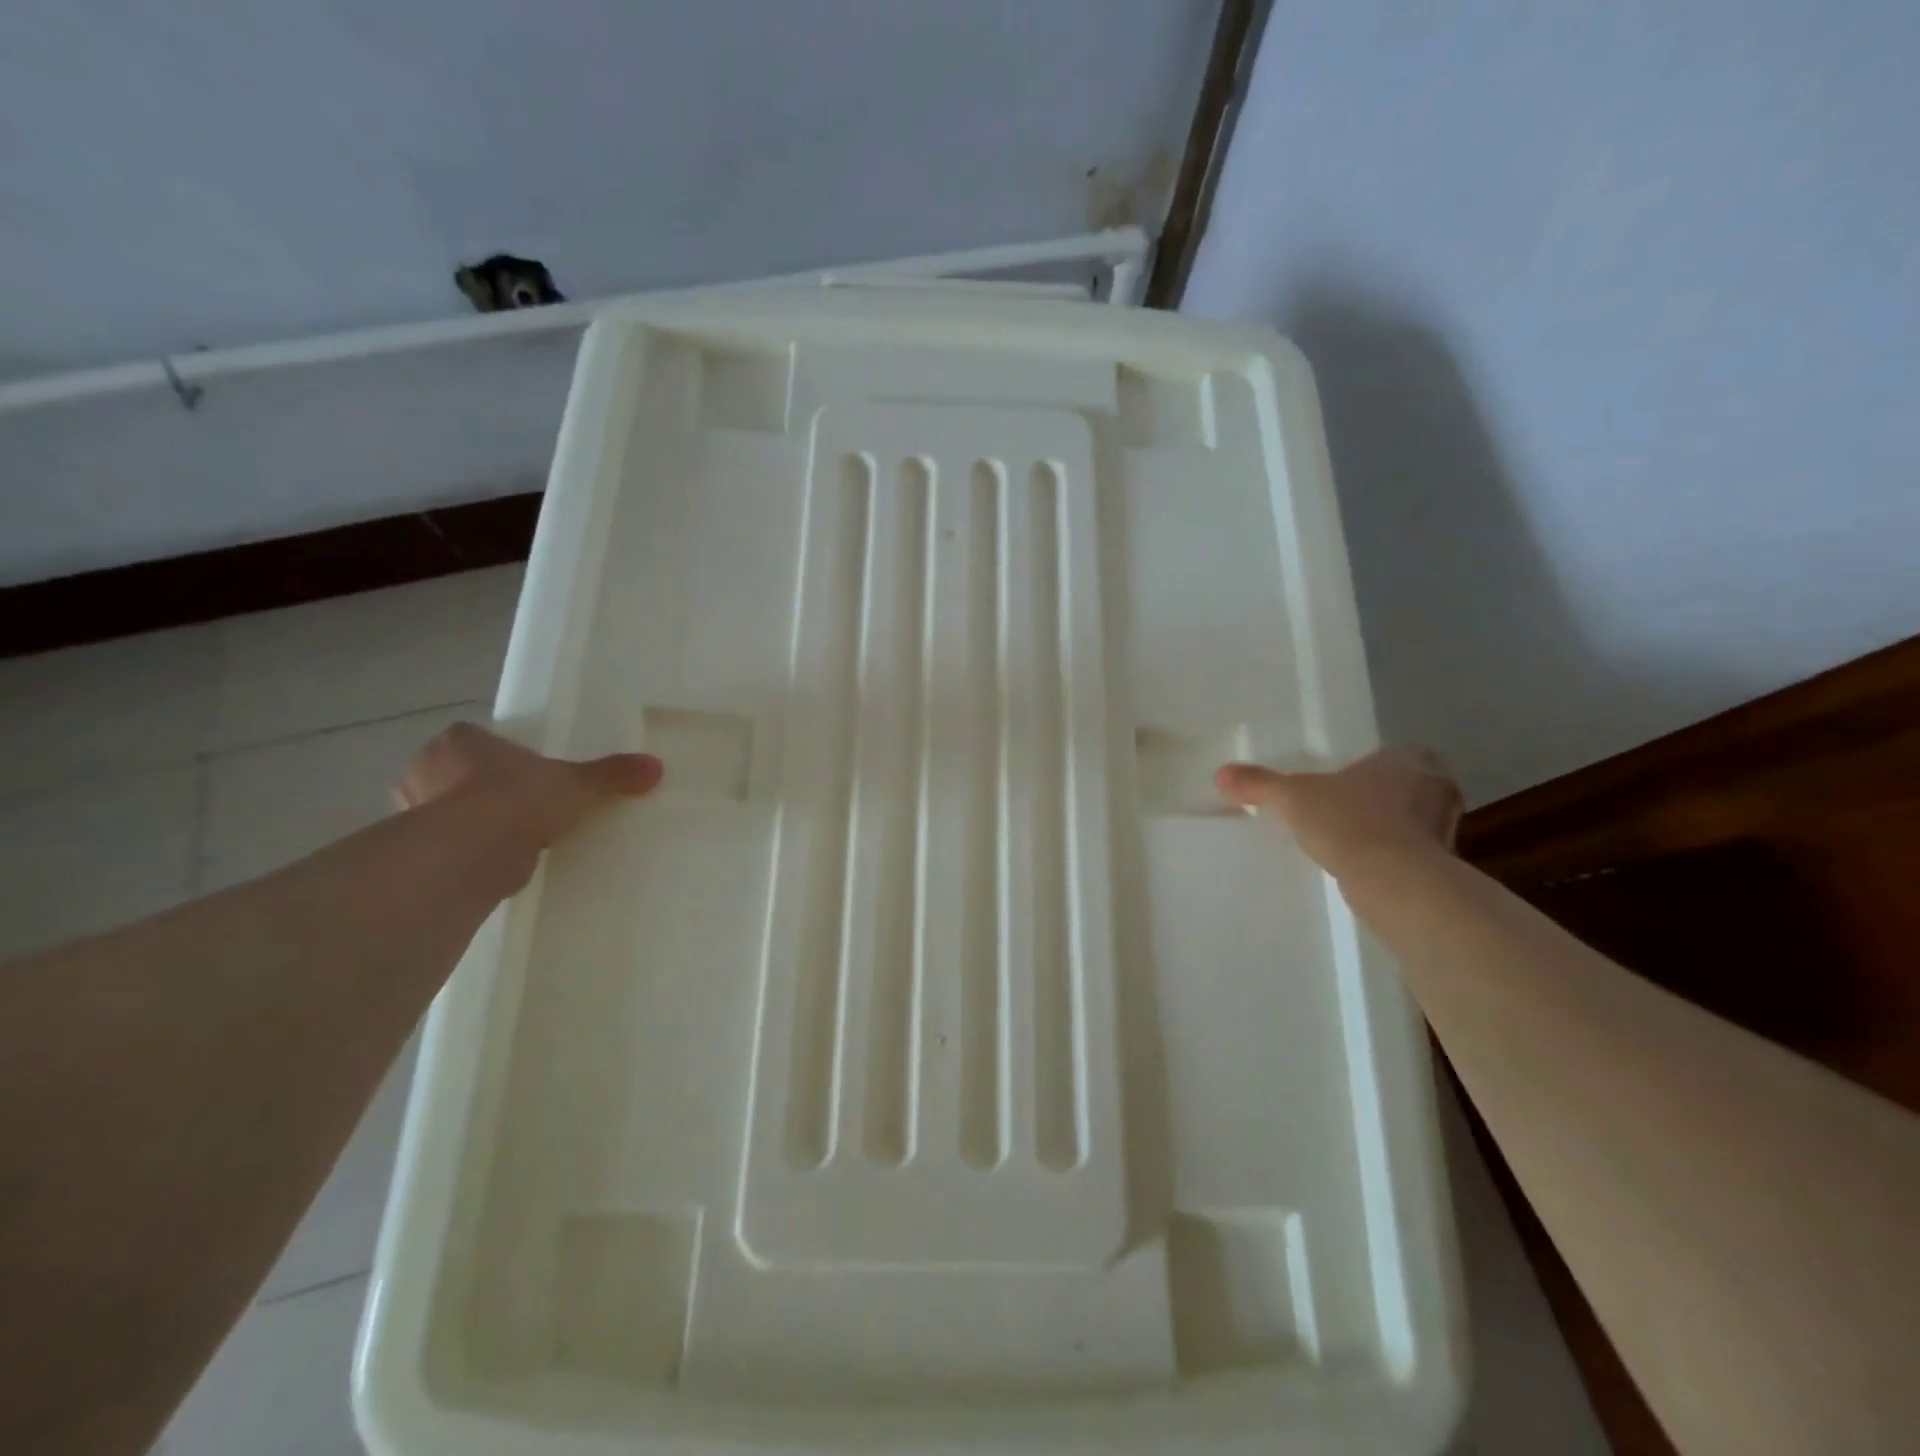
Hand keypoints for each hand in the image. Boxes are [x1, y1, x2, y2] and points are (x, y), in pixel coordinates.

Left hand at [395, 723, 662, 893]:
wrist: (474, 853)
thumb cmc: (516, 798)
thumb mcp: (576, 783)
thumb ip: (611, 774)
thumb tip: (656, 767)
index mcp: (458, 741)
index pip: (472, 738)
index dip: (496, 752)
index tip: (522, 769)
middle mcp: (425, 771)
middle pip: (456, 774)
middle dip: (481, 788)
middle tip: (520, 803)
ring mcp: (415, 814)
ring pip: (450, 812)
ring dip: (475, 823)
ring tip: (515, 837)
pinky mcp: (422, 854)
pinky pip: (453, 848)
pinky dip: (473, 854)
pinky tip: (502, 863)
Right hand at [1215, 748, 1462, 882]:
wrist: (1392, 880)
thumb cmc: (1347, 821)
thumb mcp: (1292, 798)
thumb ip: (1259, 784)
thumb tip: (1221, 774)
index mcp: (1408, 760)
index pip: (1398, 755)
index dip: (1373, 768)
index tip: (1349, 784)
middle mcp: (1436, 787)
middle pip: (1412, 787)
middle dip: (1387, 798)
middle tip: (1350, 811)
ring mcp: (1447, 828)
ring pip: (1418, 822)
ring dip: (1394, 830)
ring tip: (1356, 842)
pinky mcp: (1447, 865)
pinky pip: (1420, 855)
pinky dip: (1399, 859)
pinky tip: (1370, 869)